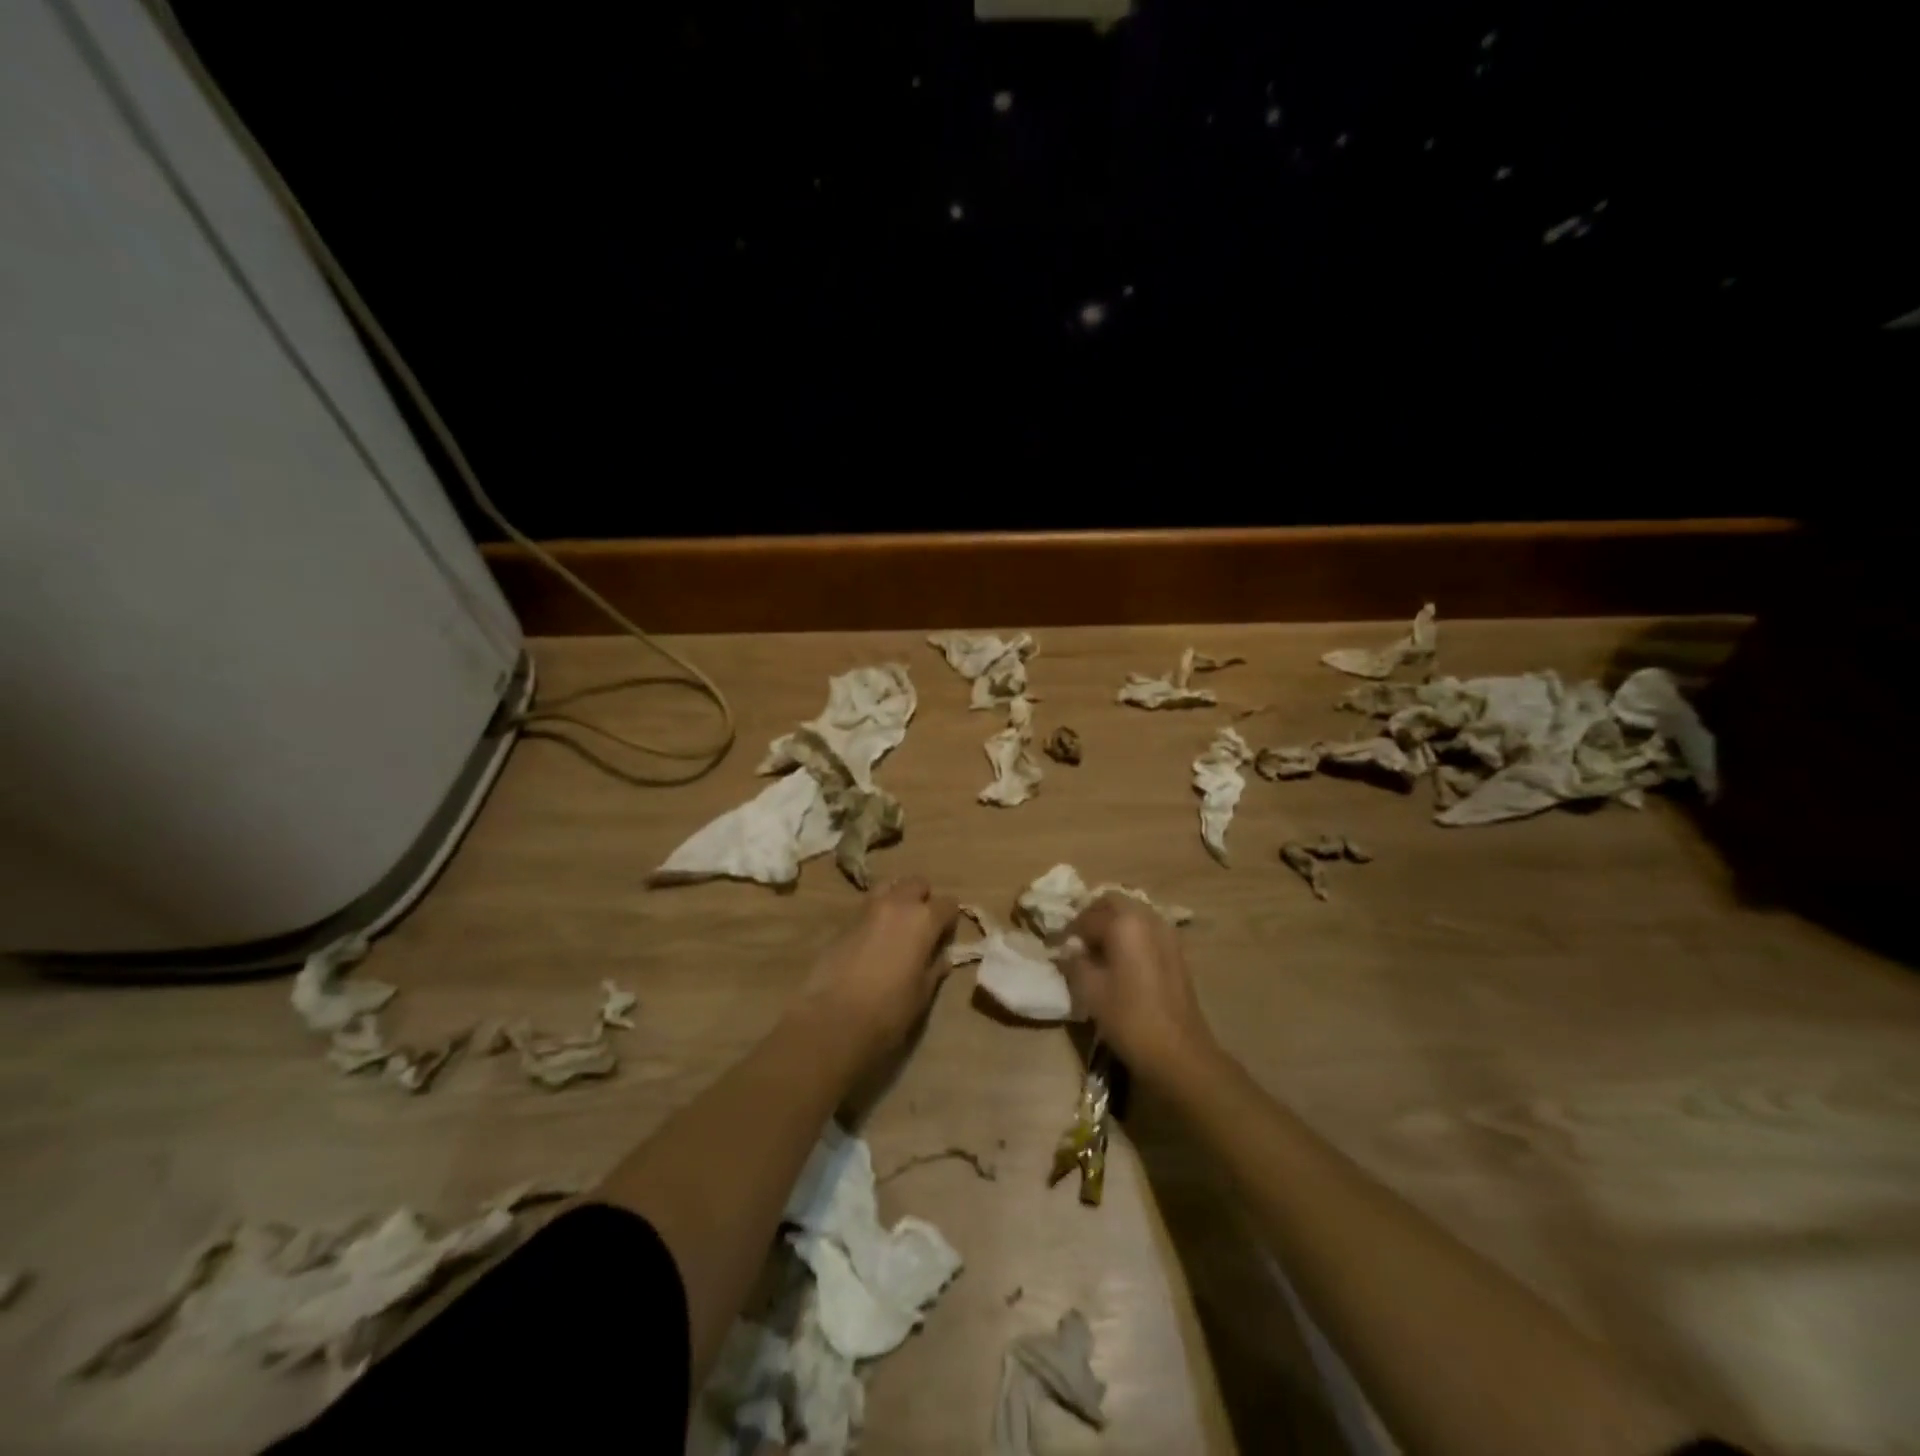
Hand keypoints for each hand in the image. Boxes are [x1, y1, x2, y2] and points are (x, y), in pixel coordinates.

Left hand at [796, 877, 959, 1068]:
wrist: (834, 1018)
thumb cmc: (889, 1009)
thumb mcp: (922, 993)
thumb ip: (935, 969)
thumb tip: (942, 957)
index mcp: (923, 919)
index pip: (948, 903)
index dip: (950, 919)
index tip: (946, 936)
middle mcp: (897, 904)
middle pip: (916, 883)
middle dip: (923, 898)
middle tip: (922, 925)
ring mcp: (867, 909)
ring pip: (888, 886)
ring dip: (897, 898)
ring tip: (897, 925)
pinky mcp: (844, 922)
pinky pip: (867, 906)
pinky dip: (876, 914)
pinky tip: (873, 939)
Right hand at [1062, 894, 1217, 1086]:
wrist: (1179, 1052)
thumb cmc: (1129, 1018)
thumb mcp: (1090, 990)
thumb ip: (1075, 962)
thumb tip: (1069, 950)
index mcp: (1124, 923)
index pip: (1086, 917)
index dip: (1068, 931)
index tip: (1057, 947)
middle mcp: (1147, 918)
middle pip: (1113, 902)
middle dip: (1092, 916)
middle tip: (1077, 940)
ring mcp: (1166, 933)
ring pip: (1132, 912)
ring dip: (1113, 922)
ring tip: (1098, 949)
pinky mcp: (1176, 950)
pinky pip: (1147, 928)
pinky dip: (1130, 933)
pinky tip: (1121, 959)